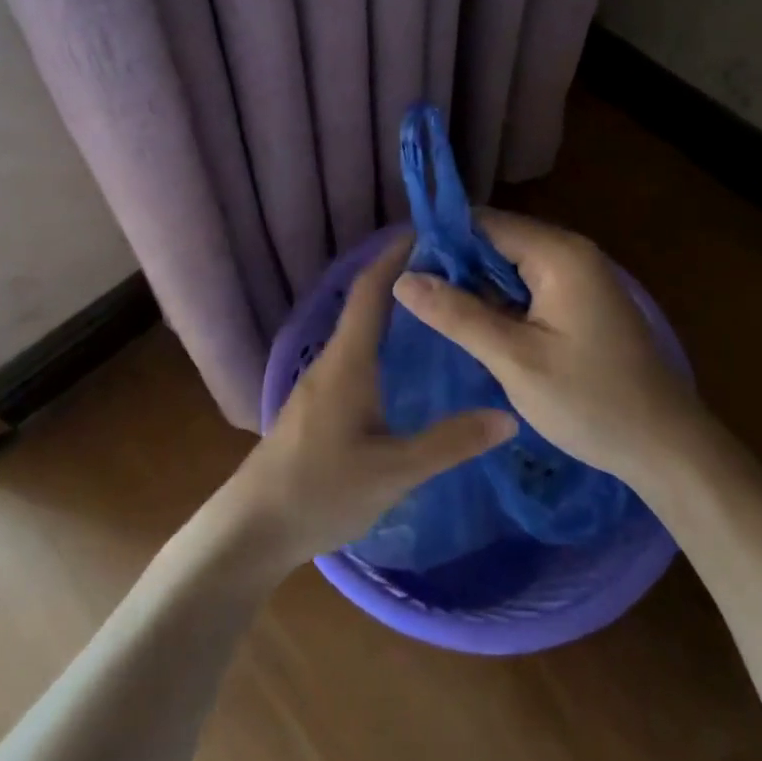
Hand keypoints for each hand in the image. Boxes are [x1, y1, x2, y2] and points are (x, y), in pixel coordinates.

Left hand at [222, 236, 516, 569]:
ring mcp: (321, 381)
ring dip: (395, 310)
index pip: (371, 289)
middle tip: (456, 272)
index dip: (396, 255)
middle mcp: (332, 360)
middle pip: (367, 302)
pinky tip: (409, 362)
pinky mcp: (319, 403)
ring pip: (362, 330)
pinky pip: (357, 354)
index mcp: (347, 361)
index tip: (432, 233)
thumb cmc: (320, 491)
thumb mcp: (393, 472)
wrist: (253, 527)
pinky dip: (385, 339)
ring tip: (442, 309)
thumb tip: (508, 416)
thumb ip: (449, 443)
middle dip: (405, 279)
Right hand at [391, 210, 700, 488]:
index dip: (440, 241)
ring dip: (476, 286)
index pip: (484, 223)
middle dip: (455, 265)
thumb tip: (401, 278)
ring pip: (509, 265)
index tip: (402, 271)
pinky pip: (528, 286)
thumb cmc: (591, 402)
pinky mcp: (580, 301)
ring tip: (433, 313)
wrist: (665, 447)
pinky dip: (500, 301)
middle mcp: (570, 253)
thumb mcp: (515, 360)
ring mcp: (579, 277)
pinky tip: (474, 326)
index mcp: (558, 254)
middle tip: (414, 299)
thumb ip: (458, 314)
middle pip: (497, 240)